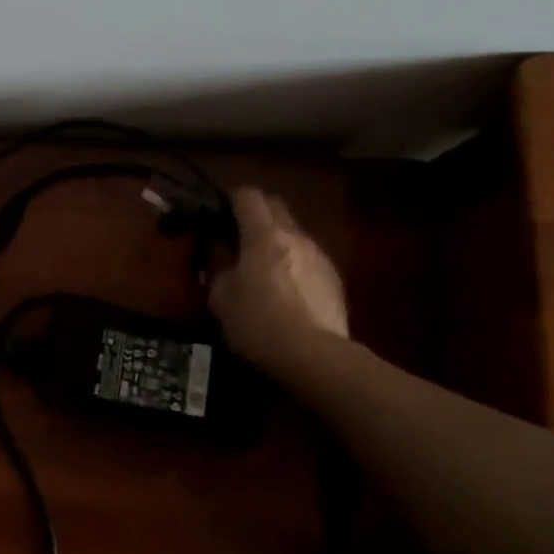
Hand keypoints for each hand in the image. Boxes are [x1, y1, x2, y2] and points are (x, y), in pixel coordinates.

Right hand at [209, 186, 349, 368]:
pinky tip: (286, 291)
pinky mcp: (335, 280)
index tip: (218, 211)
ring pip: (294, 234)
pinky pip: (308, 259)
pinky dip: (293, 264)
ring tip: (262, 266)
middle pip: (275, 207)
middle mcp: (295, 236)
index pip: (248, 196)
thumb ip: (220, 270)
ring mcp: (320, 257)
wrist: (315, 357)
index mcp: (264, 234)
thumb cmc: (259, 322)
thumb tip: (226, 263)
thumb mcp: (221, 298)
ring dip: (276, 240)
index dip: (231, 198)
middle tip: (237, 234)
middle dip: (256, 213)